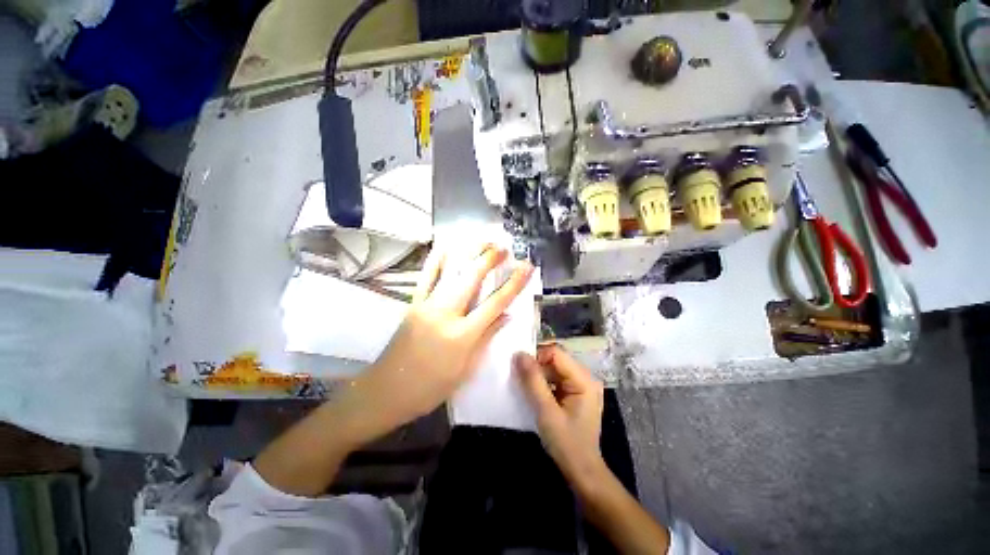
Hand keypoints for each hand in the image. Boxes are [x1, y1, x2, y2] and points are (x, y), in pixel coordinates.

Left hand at [337, 243, 533, 442]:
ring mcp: (426, 305)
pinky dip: (436, 259)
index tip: (526, 267)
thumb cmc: (430, 388)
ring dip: (468, 253)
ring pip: (450, 272)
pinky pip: (426, 277)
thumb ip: (486, 338)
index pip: (494, 303)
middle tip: (503, 247)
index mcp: (462, 335)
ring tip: (483, 241)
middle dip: (489, 259)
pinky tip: (446, 246)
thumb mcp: (465, 369)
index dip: (513, 284)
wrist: (385, 391)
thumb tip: (506, 316)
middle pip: (471, 279)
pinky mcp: (413, 303)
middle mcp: (445, 314)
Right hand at [515, 345, 607, 493]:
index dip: (536, 357)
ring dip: (538, 375)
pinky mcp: (576, 392)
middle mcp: (585, 377)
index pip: (556, 353)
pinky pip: (556, 378)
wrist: (582, 471)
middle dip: (536, 366)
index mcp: (583, 379)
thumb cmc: (566, 443)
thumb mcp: (546, 411)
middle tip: (520, 380)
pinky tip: (535, 394)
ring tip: (526, 388)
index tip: (520, 370)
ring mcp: (582, 385)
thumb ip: (533, 381)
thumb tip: (519, 354)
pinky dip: (544, 382)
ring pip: (554, 368)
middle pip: (555, 359)